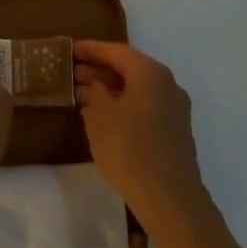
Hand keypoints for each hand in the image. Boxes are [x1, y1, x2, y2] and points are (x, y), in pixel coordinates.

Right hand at [74, 41, 206, 226]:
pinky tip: (104, 117)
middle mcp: (167, 85)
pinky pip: (144, 106)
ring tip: (82, 95)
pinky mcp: (175, 131)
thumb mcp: (100, 116)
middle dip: (100, 70)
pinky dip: (123, 105)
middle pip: (129, 69)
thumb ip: (95, 92)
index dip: (92, 49)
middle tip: (73, 73)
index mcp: (150, 74)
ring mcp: (175, 109)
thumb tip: (97, 84)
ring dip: (111, 90)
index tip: (72, 49)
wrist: (169, 198)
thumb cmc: (129, 149)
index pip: (117, 51)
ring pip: (137, 90)